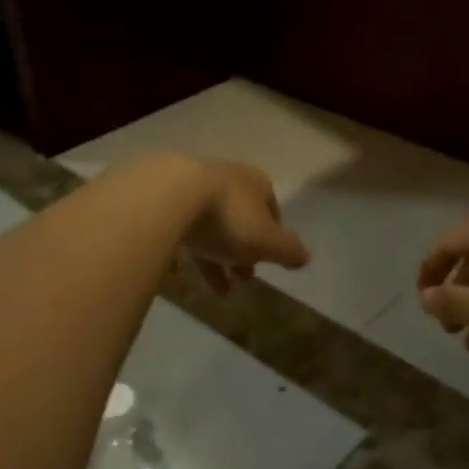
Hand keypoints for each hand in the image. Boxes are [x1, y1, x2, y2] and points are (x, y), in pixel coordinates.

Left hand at [182, 159, 310, 293]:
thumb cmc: (228, 218)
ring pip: (210, 225)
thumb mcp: (267, 240)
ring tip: (219, 289)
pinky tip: (181, 273)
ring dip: (217, 256)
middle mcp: (227, 179)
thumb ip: (289, 250)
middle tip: (244, 278)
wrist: (169, 196)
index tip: (268, 261)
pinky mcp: (164, 199)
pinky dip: (186, 250)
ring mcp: (192, 186)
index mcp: (256, 183)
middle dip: (244, 250)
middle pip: (240, 219)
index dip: (273, 238)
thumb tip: (305, 257)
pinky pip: (180, 228)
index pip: (272, 210)